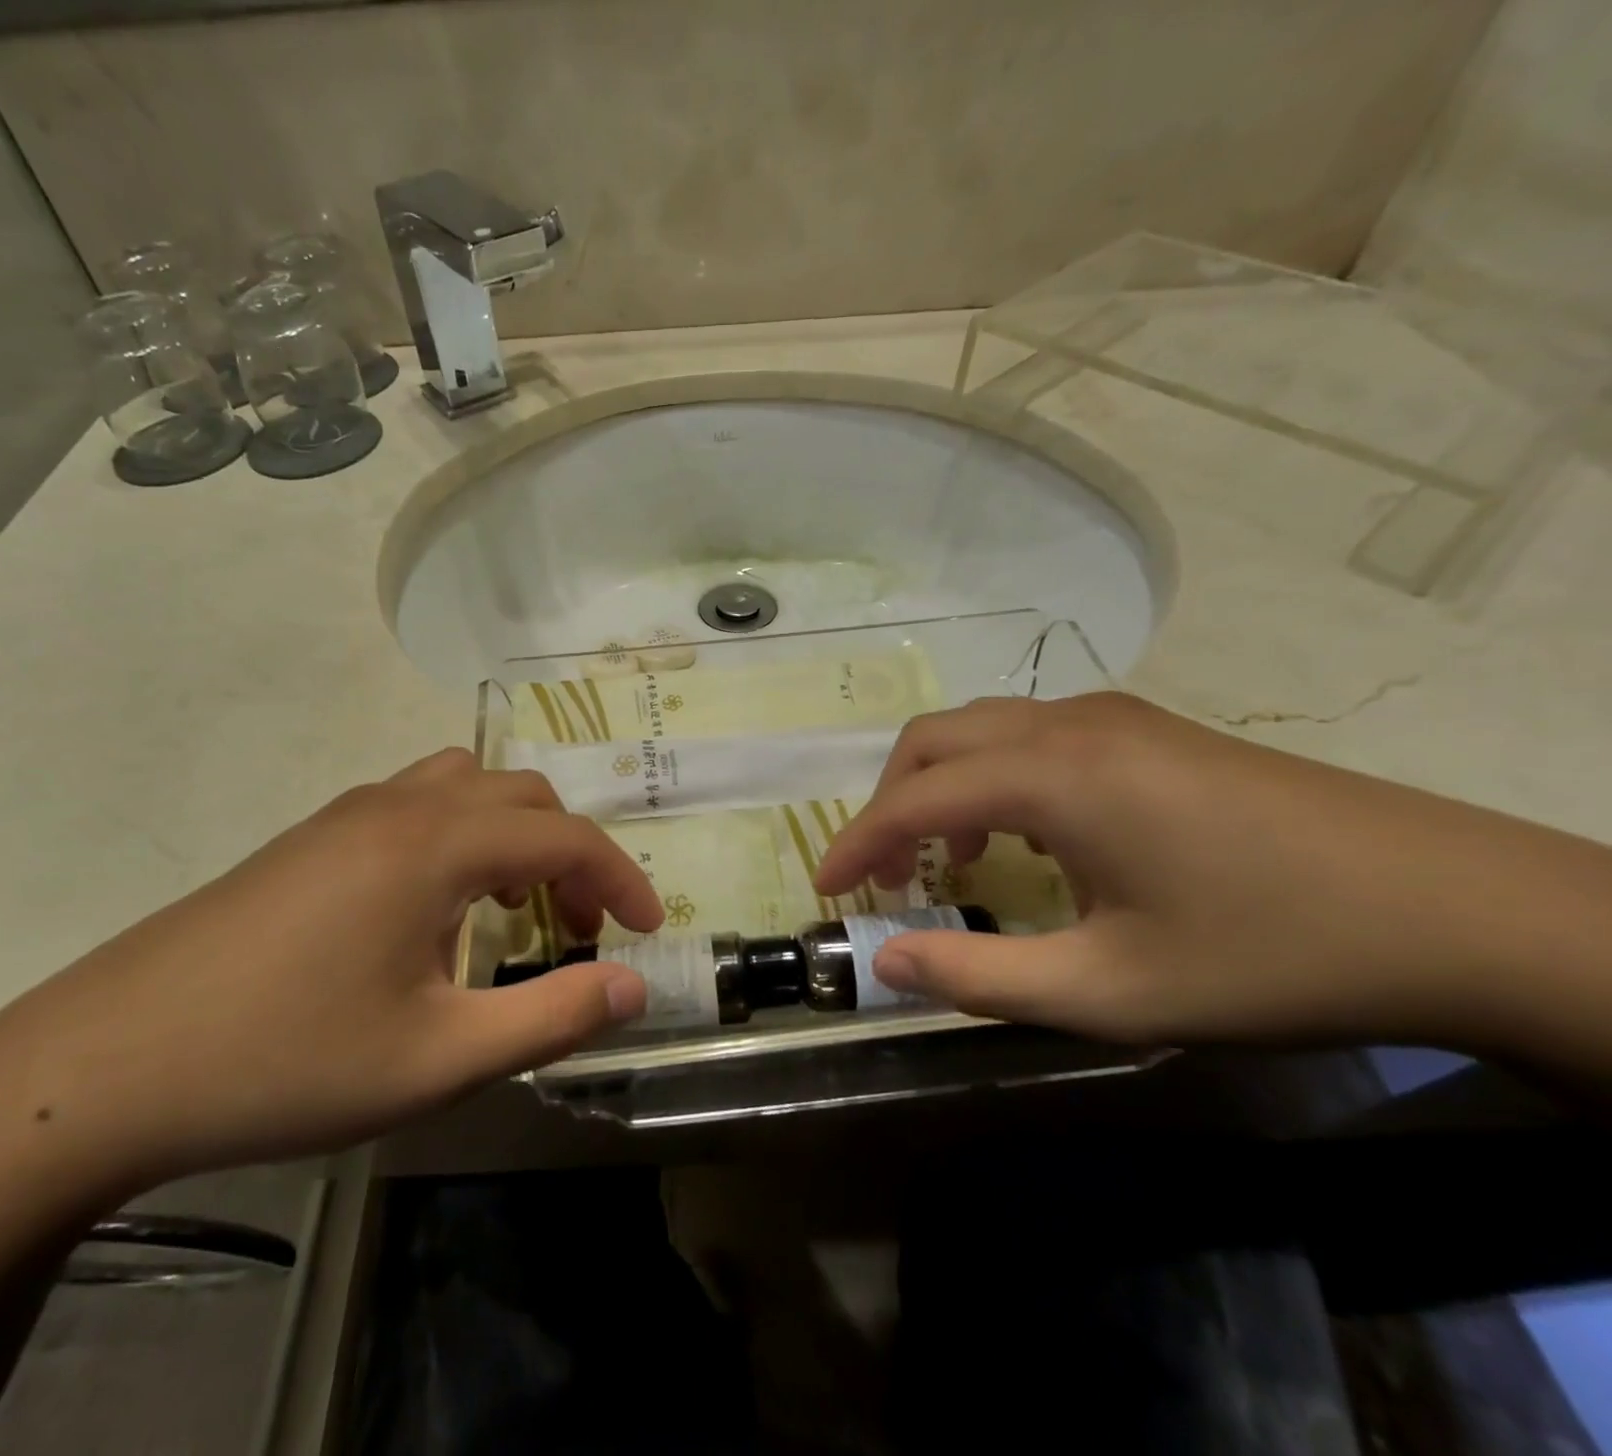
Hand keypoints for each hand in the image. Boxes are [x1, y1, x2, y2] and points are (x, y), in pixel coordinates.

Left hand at [0, 750, 661, 1196]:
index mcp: (436, 843)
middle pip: (521, 795)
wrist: (103, 1066)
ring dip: (512, 835)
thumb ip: (550, 1016)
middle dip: (569, 854)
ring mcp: (348, 813)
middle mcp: (398, 805)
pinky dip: (461, 837)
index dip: (619, 878)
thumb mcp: (438, 1057)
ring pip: (466, 788)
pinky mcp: (311, 837)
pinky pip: (418, 806)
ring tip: (513, 906)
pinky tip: (435, 910)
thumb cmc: (285, 1061)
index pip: (565, 835)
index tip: (647, 930)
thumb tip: (632, 988)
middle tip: (576, 929)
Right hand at [814, 693, 1611, 1059]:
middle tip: (881, 874)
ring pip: (981, 730)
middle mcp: (1069, 724)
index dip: (856, 843)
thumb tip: (885, 962)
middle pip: (935, 740)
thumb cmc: (1271, 955)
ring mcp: (1113, 718)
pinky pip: (1030, 737)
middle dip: (887, 803)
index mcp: (1054, 774)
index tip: (825, 890)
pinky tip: (1023, 835)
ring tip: (947, 860)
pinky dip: (992, 779)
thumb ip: (980, 976)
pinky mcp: (1148, 730)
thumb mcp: (1110, 990)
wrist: (1461, 912)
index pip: (914, 798)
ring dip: (941, 787)